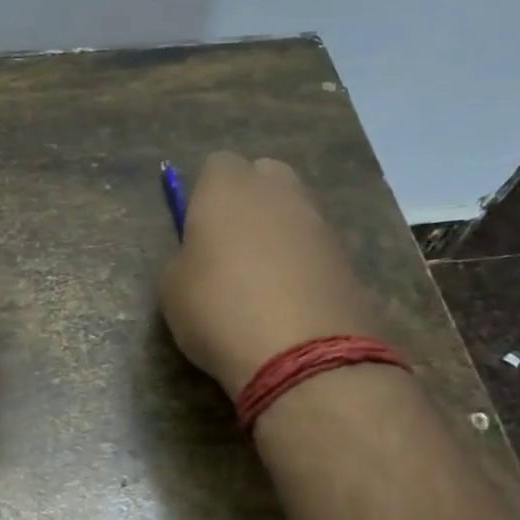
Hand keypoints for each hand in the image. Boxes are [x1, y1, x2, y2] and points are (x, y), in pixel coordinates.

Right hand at [158, 152, 380, 396]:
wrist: (301, 354)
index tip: (197, 231)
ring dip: (278, 233)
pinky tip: (289, 301)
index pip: (217, 165)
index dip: (206, 195)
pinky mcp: (347, 256)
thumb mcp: (172, 287)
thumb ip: (186, 257)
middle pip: (264, 177)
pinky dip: (302, 263)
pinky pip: (314, 247)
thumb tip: (202, 256)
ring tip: (261, 281)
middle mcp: (278, 191)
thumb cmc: (218, 310)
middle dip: (249, 202)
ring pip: (293, 211)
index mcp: (227, 187)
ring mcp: (319, 221)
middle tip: (230, 248)